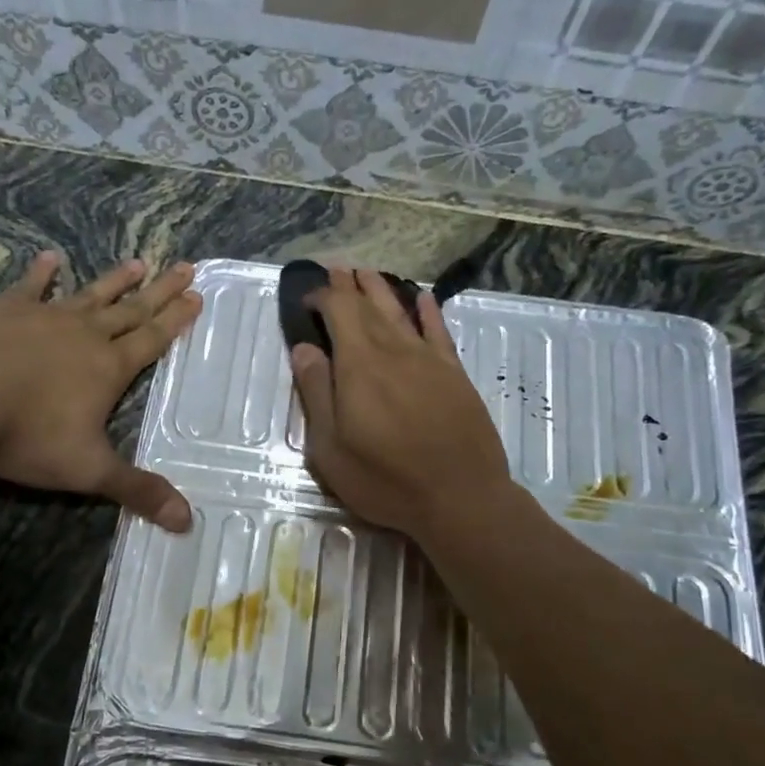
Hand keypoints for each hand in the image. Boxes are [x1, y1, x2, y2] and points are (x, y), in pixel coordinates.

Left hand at [0, 250, 201, 530]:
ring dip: (116, 280)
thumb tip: (188, 522)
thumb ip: (137, 490)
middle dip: (160, 291)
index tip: (197, 296)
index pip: (152, 339)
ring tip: (139, 262)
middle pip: (131, 309)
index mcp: (108, 367)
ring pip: (90, 294)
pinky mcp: (4, 309)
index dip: (177, 320)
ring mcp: (44, 316)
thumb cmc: (25, 434)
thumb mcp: (88, 470)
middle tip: (185, 267)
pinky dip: (42, 273)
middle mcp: (84, 334)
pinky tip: (50, 258)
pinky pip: (30, 286)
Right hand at [291, 267, 511, 541]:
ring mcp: (429, 360)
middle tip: (336, 268)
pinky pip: (439, 332)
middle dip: (349, 286)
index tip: (307, 298)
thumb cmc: (385, 479)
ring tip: (367, 272)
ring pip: (401, 312)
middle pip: (368, 306)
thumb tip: (304, 349)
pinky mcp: (455, 375)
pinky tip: (423, 298)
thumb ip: (316, 393)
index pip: (339, 311)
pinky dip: (429, 312)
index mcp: (359, 365)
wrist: (460, 497)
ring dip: (381, 290)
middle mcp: (394, 351)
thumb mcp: (331, 448)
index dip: (321, 297)